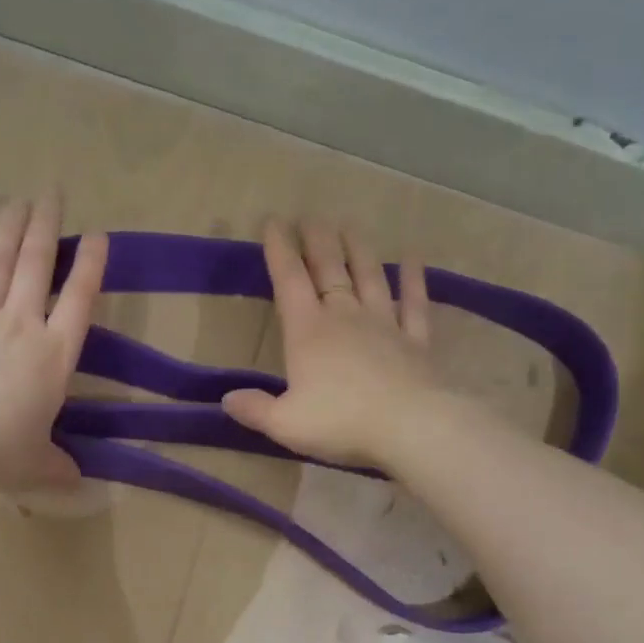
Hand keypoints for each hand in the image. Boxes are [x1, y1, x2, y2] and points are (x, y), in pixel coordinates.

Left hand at [0, 195, 107, 491]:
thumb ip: (58, 465)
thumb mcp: (38, 464)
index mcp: (55, 357)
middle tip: (51, 193)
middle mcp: (21, 326)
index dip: (91, 265)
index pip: (80, 300)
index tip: (97, 236)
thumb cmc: (0, 457)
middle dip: (46, 226)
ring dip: (10, 228)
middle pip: (37, 265)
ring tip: (18, 200)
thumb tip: (74, 481)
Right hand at [222, 219, 443, 467]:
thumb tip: (227, 399)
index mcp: (308, 332)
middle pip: (329, 269)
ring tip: (350, 225)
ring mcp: (384, 325)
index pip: (289, 281)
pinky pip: (414, 303)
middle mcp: (345, 317)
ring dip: (359, 249)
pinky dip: (414, 279)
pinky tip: (414, 258)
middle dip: (317, 240)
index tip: (274, 222)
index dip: (279, 250)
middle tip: (312, 216)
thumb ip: (255, 409)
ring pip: (370, 277)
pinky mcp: (416, 341)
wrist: (411, 426)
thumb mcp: (285, 424)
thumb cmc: (341, 422)